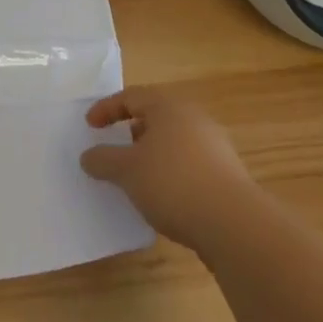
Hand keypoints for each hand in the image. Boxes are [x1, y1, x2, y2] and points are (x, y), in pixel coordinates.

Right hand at [80, 89, 257, 248]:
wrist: (234, 224)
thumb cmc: (173, 183)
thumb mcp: (127, 171)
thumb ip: (104, 160)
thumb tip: (88, 156)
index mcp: (168, 107)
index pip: (131, 97)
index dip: (107, 109)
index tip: (90, 126)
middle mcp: (193, 118)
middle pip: (156, 116)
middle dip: (132, 131)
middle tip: (116, 149)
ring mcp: (214, 145)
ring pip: (174, 141)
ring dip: (152, 154)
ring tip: (138, 178)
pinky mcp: (226, 173)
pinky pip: (189, 163)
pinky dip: (171, 172)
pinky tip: (165, 197)